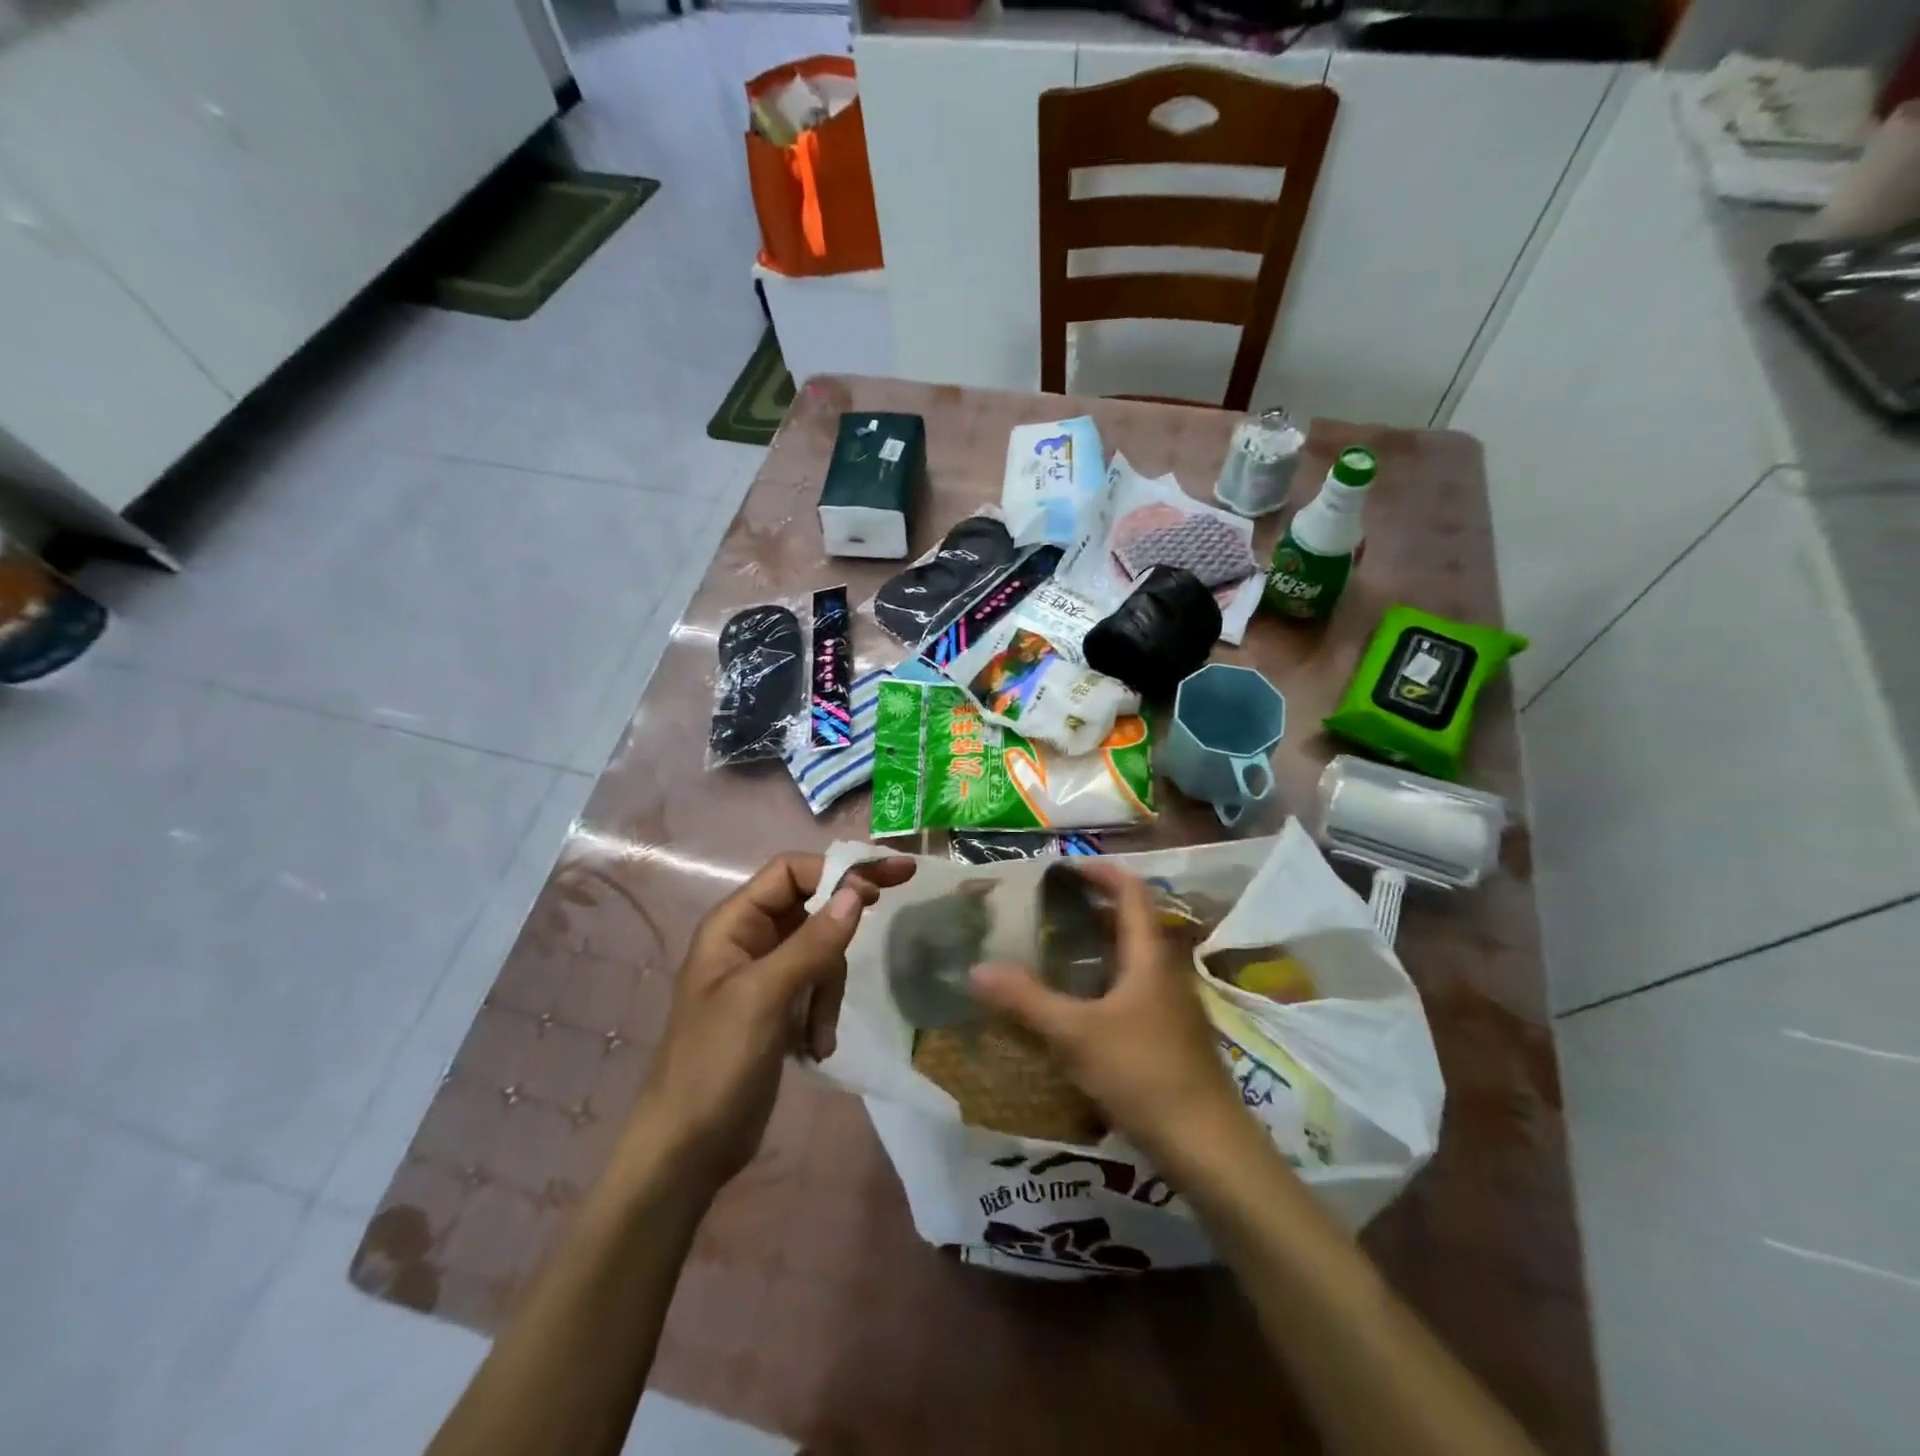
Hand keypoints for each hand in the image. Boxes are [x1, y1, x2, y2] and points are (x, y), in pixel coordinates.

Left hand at [635, 851, 915, 1187]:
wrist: (689, 1147)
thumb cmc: (716, 1062)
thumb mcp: (765, 996)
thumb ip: (812, 942)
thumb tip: (857, 891)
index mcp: (734, 924)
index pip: (790, 872)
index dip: (835, 871)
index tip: (879, 887)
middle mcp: (749, 940)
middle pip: (812, 907)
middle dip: (842, 929)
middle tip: (902, 888)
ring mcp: (765, 975)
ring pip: (821, 952)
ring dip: (830, 990)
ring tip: (818, 1033)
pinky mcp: (779, 1008)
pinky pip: (817, 988)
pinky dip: (823, 1012)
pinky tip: (814, 1046)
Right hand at [970, 862, 1250, 1166]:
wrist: (1208, 1148)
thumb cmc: (1145, 1074)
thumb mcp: (1077, 1035)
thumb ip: (1026, 1002)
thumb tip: (976, 969)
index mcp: (1150, 956)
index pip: (1132, 892)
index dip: (1101, 872)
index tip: (1064, 868)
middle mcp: (1165, 973)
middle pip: (1131, 924)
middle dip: (1092, 910)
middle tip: (1048, 911)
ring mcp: (1171, 1008)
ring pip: (1131, 961)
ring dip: (1097, 948)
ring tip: (1054, 952)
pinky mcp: (1170, 1038)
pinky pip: (1132, 993)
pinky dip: (1102, 984)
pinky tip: (1076, 1008)